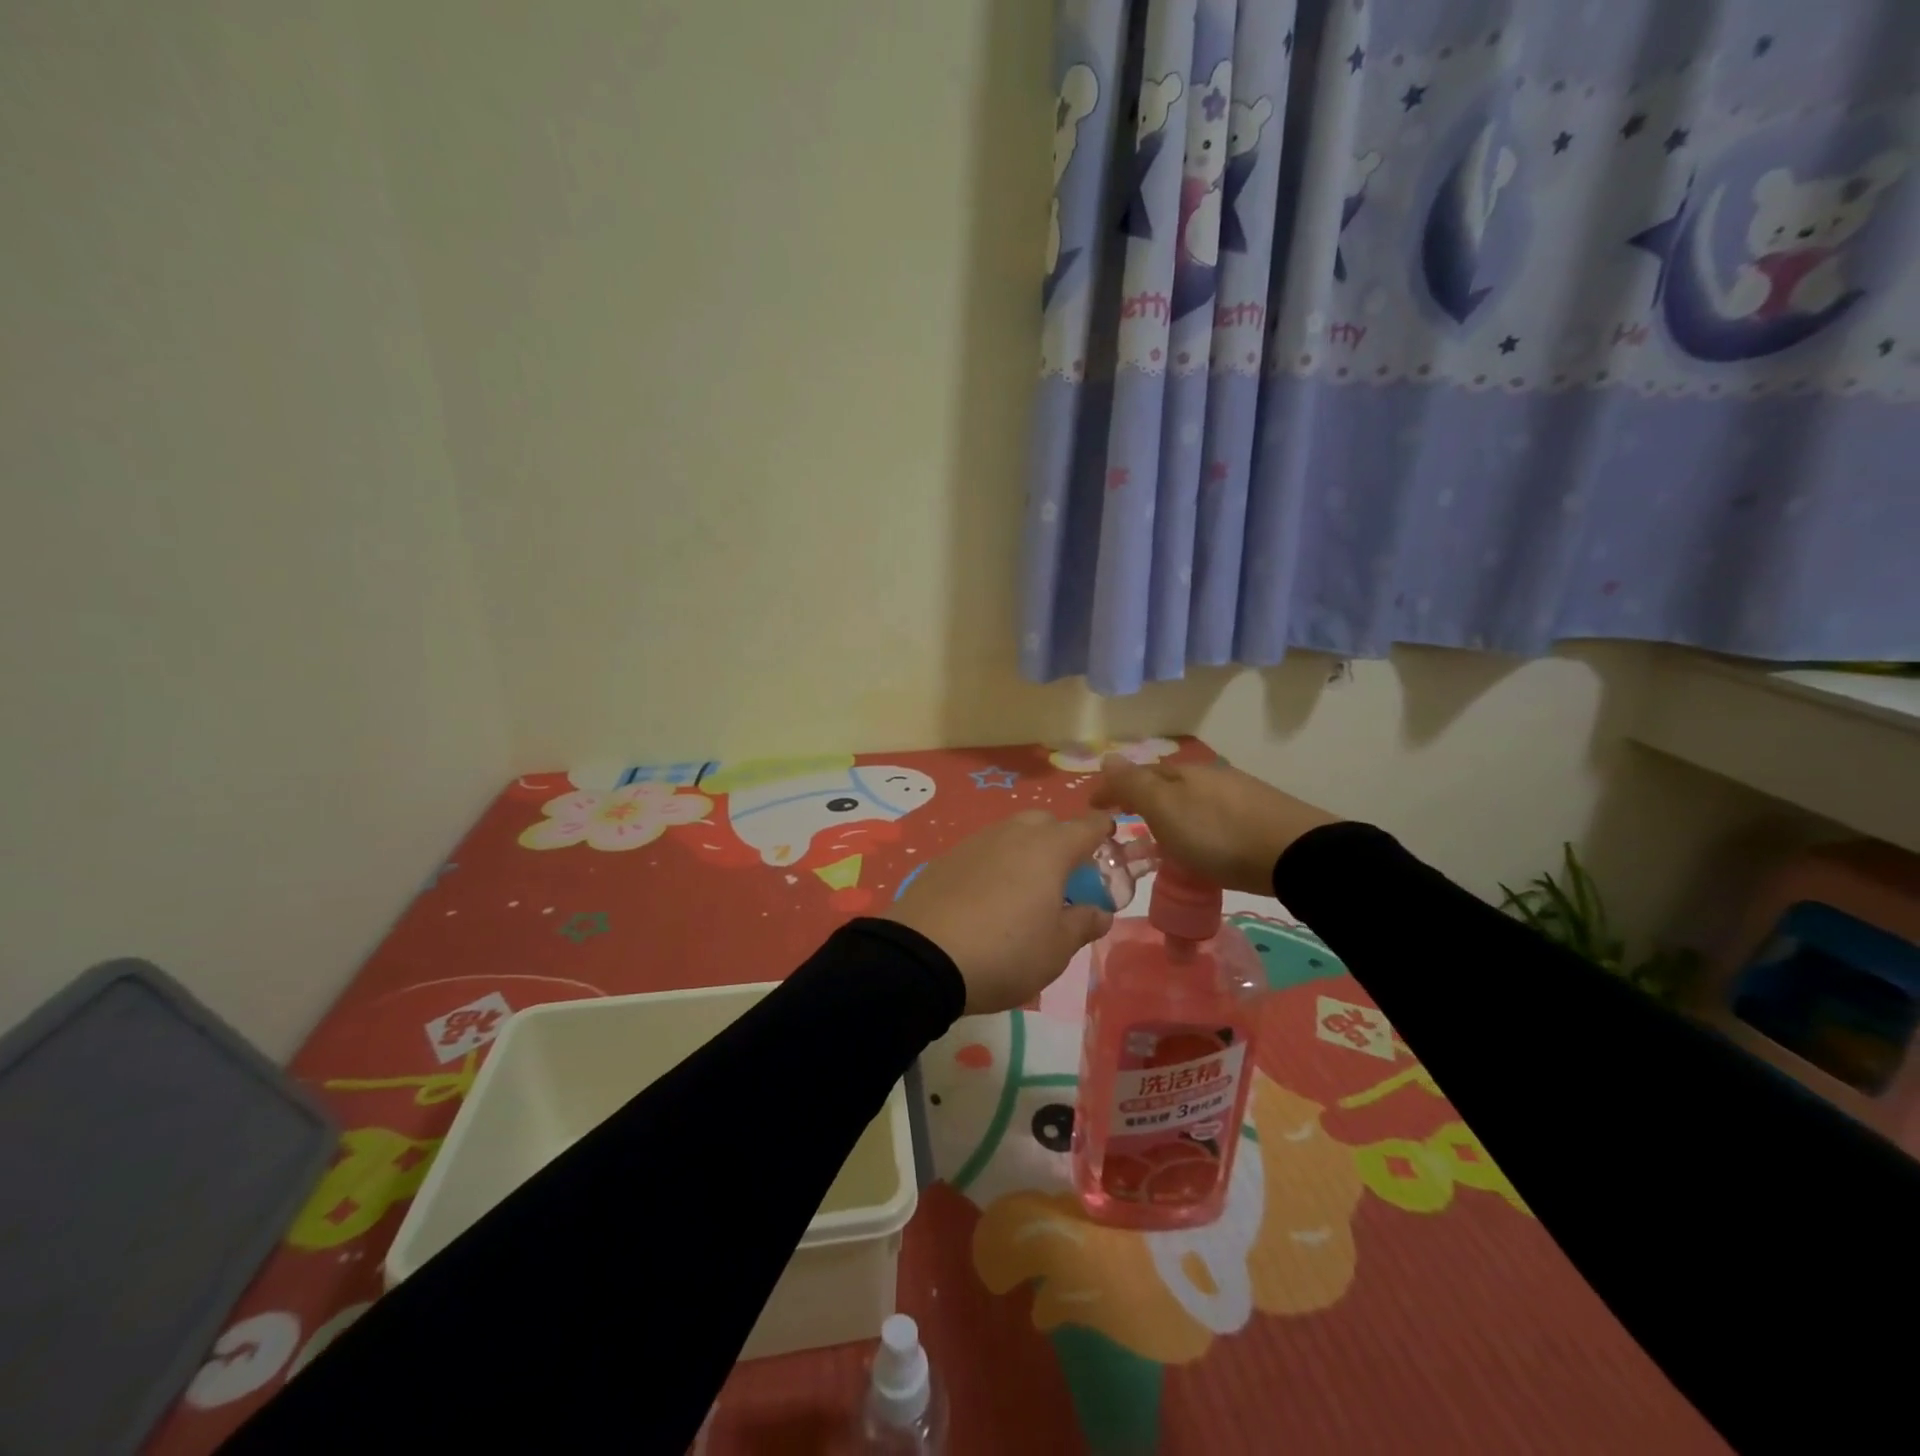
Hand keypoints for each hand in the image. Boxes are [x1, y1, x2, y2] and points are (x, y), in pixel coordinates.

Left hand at [883, 810, 1114, 1014]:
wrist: (922, 957)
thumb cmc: (1005, 952)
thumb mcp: (1056, 950)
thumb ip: (1083, 924)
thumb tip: (1099, 912)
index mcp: (1049, 849)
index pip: (1088, 826)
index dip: (1104, 832)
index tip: (1111, 844)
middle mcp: (1012, 834)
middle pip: (1045, 822)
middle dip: (1060, 840)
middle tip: (1064, 877)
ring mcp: (975, 843)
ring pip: (1010, 834)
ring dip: (1024, 851)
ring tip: (1024, 890)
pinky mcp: (945, 858)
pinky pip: (981, 852)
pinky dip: (993, 865)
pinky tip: (986, 898)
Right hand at [1091, 754, 1338, 896]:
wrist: (1295, 854)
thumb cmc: (1218, 835)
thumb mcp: (1165, 810)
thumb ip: (1134, 785)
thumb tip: (1107, 757)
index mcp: (1181, 773)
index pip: (1136, 774)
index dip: (1112, 790)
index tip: (1093, 808)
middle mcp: (1208, 776)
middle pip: (1165, 785)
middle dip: (1141, 799)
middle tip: (1125, 824)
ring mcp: (1238, 794)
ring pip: (1191, 799)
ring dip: (1171, 814)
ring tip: (1163, 840)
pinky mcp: (1260, 815)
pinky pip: (1213, 815)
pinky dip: (1196, 825)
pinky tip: (1204, 843)